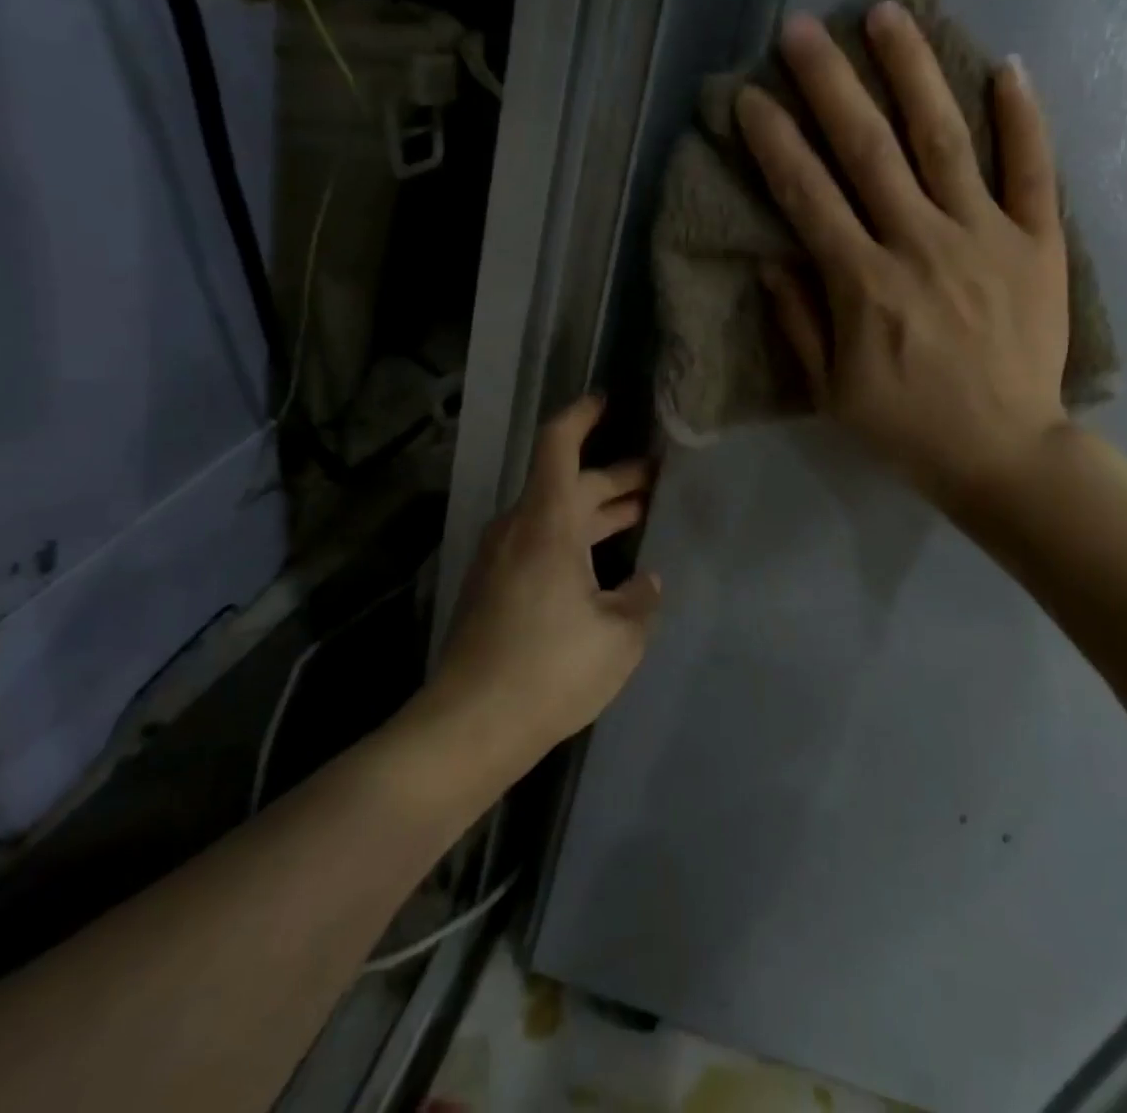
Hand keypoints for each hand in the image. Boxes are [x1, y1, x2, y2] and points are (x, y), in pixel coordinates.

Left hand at [433, 398, 660, 757]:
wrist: (469, 726)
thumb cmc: (550, 669)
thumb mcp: (619, 635)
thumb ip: (640, 599)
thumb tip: (646, 582)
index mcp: (547, 523)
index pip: (558, 446)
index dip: (582, 416)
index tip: (607, 400)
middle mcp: (519, 529)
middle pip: (567, 484)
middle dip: (614, 478)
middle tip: (657, 477)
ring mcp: (501, 560)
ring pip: (555, 517)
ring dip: (596, 513)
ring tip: (639, 515)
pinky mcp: (495, 589)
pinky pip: (541, 544)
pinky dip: (576, 540)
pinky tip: (604, 566)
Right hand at [736, 1, 1070, 508]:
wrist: (1003, 453)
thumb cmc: (907, 426)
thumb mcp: (832, 390)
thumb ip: (799, 322)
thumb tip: (770, 260)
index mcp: (863, 284)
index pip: (808, 195)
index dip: (774, 141)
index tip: (750, 96)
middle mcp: (919, 244)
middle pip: (868, 148)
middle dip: (829, 83)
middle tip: (801, 29)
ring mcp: (985, 237)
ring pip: (944, 139)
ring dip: (913, 72)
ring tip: (889, 14)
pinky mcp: (1038, 243)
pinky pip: (1033, 170)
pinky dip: (1022, 118)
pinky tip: (1006, 67)